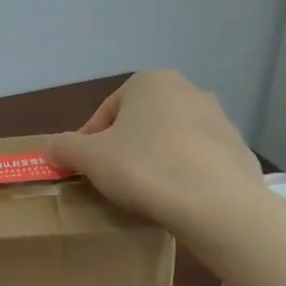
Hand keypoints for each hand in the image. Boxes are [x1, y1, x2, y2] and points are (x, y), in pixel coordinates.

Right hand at [44, 71, 262, 231]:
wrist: (217, 204)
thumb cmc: (145, 168)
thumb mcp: (90, 158)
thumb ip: (64, 148)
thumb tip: (47, 148)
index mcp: (151, 82)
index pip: (106, 111)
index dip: (89, 141)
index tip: (85, 168)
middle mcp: (189, 90)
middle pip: (140, 123)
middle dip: (124, 148)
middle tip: (112, 179)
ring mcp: (220, 120)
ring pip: (170, 140)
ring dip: (154, 160)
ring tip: (143, 192)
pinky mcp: (238, 151)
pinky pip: (197, 161)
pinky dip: (182, 175)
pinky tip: (174, 198)